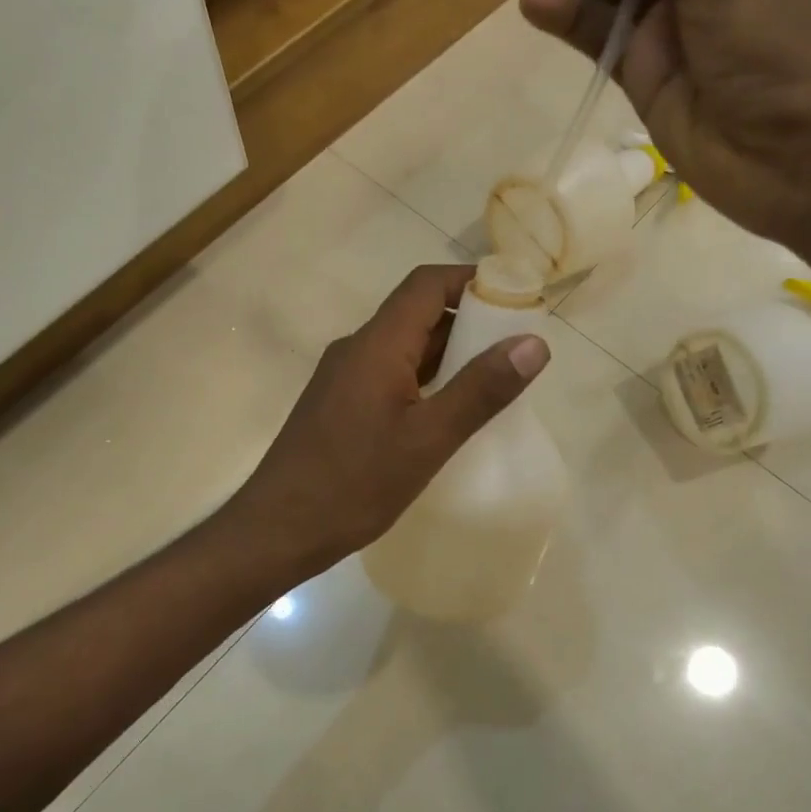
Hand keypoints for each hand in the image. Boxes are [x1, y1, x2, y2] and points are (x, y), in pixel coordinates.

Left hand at [228, 265, 550, 573]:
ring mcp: (343, 378)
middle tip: (517, 346)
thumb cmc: (353, 484)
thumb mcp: (428, 439)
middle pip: (416, 313)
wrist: (277, 530)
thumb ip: (481, 389)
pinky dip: (425, 380)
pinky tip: (448, 412)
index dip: (473, 281)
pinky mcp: (339, 406)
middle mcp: (356, 350)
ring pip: (404, 348)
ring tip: (494, 379)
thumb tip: (534, 342)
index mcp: (377, 345)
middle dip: (468, 320)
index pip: (427, 285)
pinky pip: (390, 375)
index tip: (517, 298)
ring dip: (448, 354)